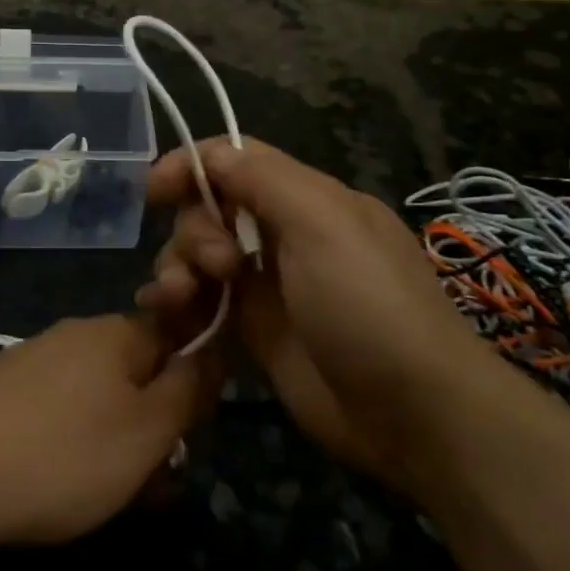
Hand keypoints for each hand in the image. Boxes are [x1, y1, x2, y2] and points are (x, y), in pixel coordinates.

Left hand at [0, 315, 213, 548]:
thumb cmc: (63, 454)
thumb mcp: (146, 432)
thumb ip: (186, 391)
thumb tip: (209, 356)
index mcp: (117, 332)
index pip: (176, 338)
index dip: (191, 385)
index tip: (188, 436)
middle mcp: (78, 331)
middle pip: (135, 369)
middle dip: (151, 421)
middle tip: (150, 479)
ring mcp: (35, 355)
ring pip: (96, 392)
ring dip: (114, 435)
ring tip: (106, 491)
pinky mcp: (3, 384)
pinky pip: (57, 405)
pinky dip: (71, 437)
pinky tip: (57, 478)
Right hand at [136, 138, 483, 483]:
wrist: (414, 416)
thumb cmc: (368, 304)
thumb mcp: (322, 223)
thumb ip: (262, 179)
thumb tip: (209, 154)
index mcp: (307, 198)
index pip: (236, 160)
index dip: (192, 165)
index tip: (154, 190)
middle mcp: (284, 233)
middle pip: (212, 206)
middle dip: (195, 228)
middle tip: (216, 266)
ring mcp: (268, 284)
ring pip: (201, 253)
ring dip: (177, 264)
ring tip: (179, 296)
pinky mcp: (255, 330)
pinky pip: (203, 299)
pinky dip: (178, 299)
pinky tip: (163, 311)